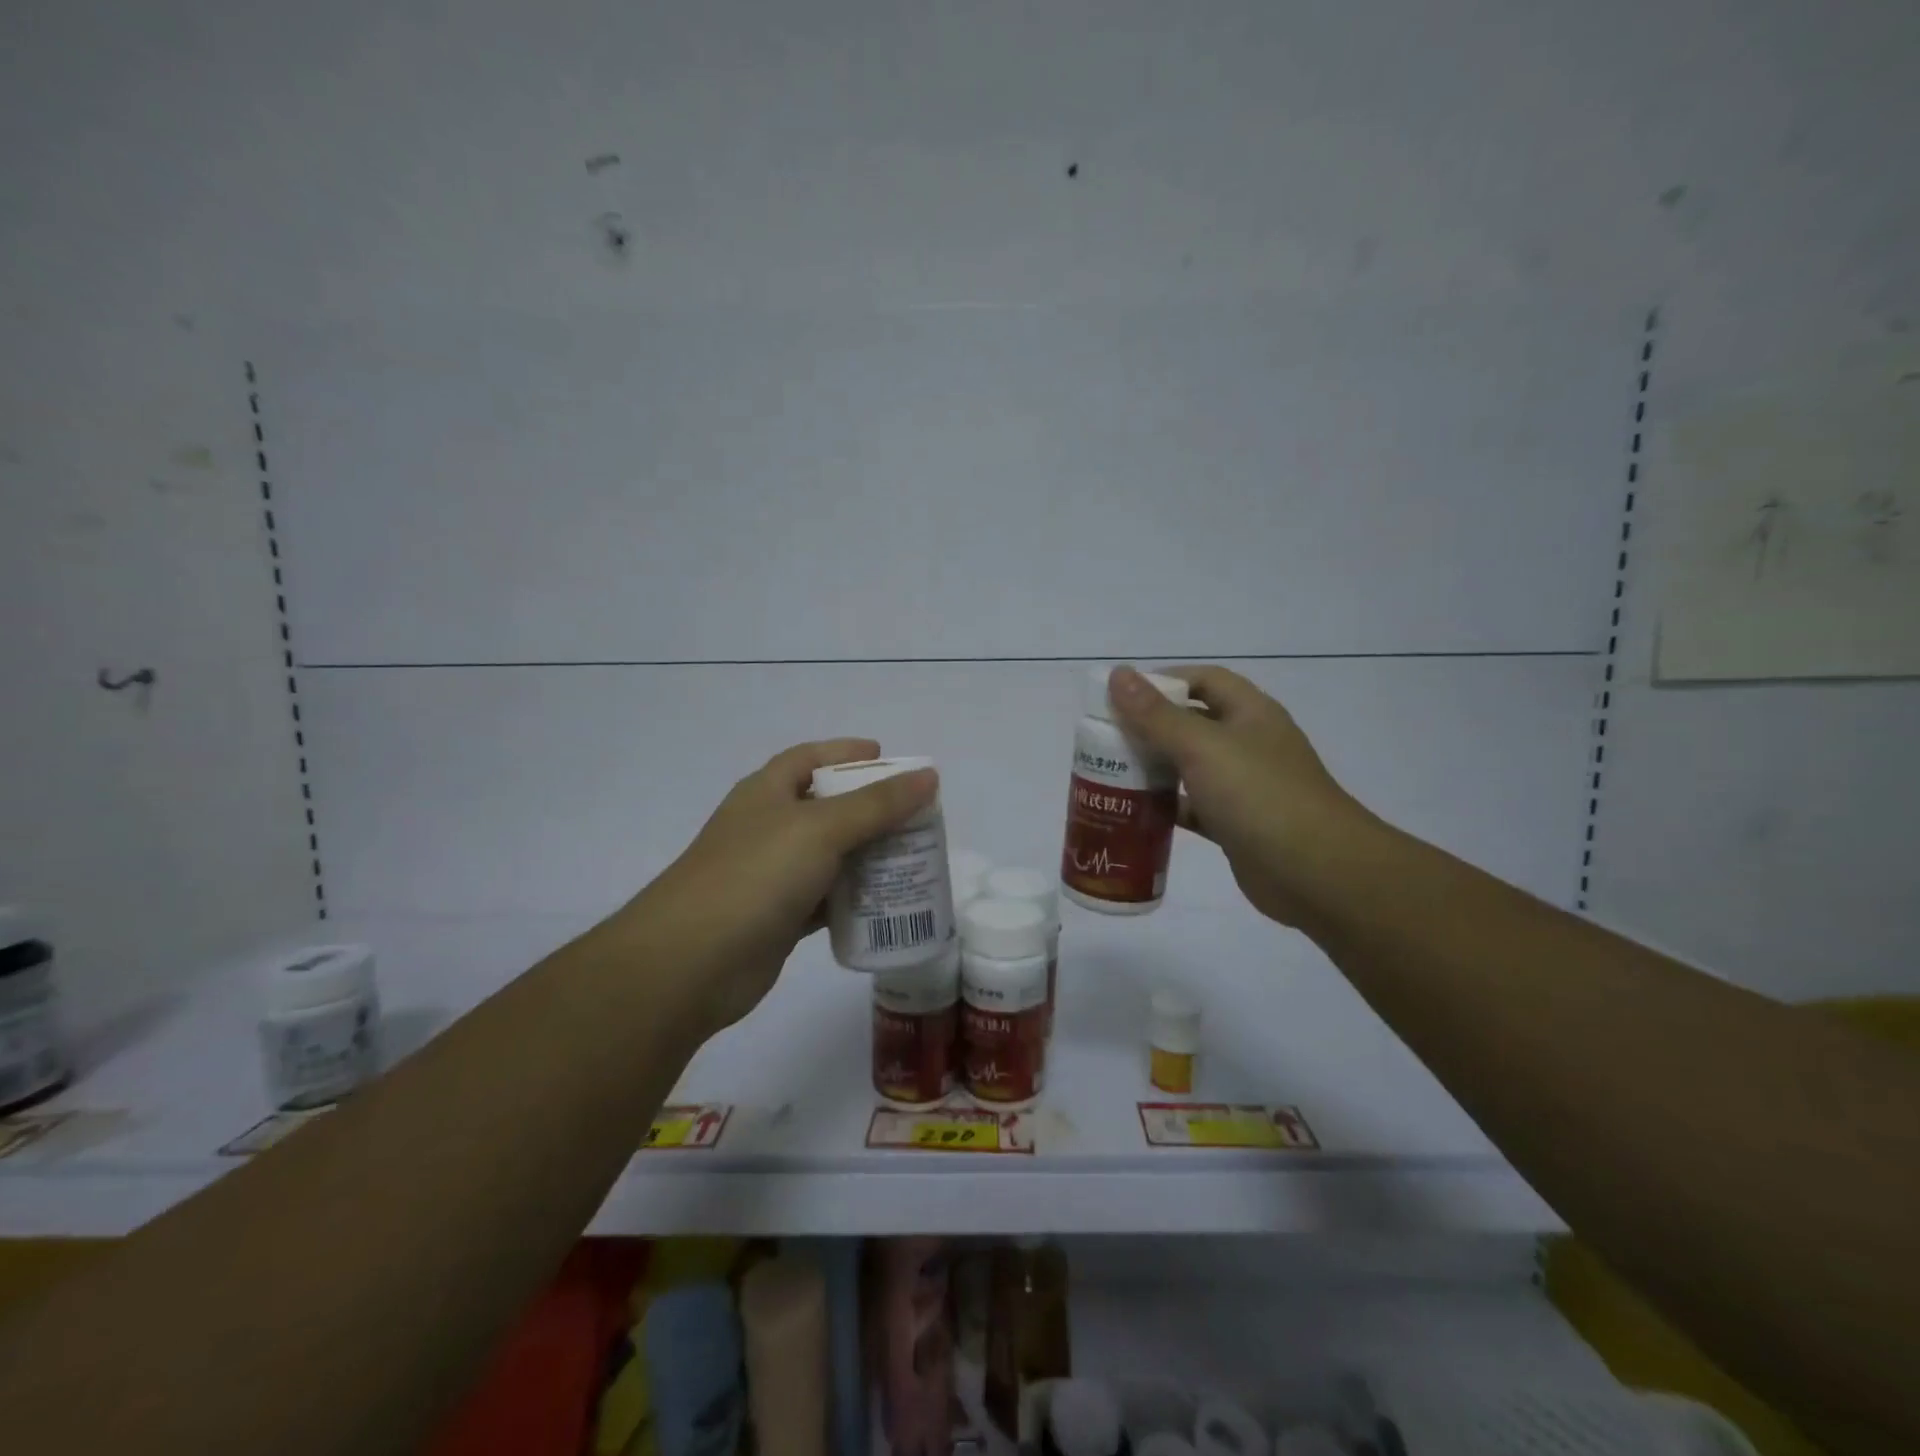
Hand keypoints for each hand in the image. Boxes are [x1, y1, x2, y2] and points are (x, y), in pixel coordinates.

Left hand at [609, 740, 937, 1033]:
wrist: (691, 963)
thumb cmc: (756, 876)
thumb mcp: (821, 829)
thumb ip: (877, 804)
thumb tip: (928, 774)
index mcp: (767, 792)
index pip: (810, 758)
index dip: (847, 752)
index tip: (887, 758)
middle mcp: (768, 827)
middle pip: (826, 807)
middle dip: (870, 809)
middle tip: (916, 815)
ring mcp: (771, 874)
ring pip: (830, 856)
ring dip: (867, 855)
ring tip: (914, 857)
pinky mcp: (778, 917)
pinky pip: (826, 898)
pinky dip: (854, 898)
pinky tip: (887, 902)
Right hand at [1106, 665, 1370, 926]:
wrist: (1316, 873)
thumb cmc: (1259, 796)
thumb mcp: (1202, 747)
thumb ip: (1156, 715)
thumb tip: (1118, 675)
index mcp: (1250, 713)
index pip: (1203, 680)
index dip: (1163, 681)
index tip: (1120, 697)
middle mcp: (1249, 744)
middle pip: (1192, 723)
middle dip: (1150, 727)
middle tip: (1105, 738)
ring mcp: (1245, 786)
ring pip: (1190, 767)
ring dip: (1155, 768)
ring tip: (1109, 773)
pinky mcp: (1236, 825)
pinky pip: (1194, 807)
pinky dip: (1167, 807)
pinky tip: (1134, 812)